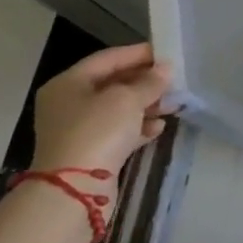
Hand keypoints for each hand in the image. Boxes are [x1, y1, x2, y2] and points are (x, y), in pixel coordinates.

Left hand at [30, 43, 171, 177]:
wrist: (74, 190)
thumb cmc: (97, 131)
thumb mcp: (127, 99)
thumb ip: (149, 81)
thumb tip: (165, 69)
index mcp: (68, 84)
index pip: (108, 59)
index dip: (138, 54)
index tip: (166, 53)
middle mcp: (68, 104)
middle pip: (113, 84)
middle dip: (145, 82)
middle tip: (173, 80)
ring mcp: (78, 130)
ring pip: (118, 109)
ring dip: (146, 105)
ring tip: (173, 104)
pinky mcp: (89, 152)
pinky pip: (118, 132)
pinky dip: (138, 127)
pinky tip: (159, 127)